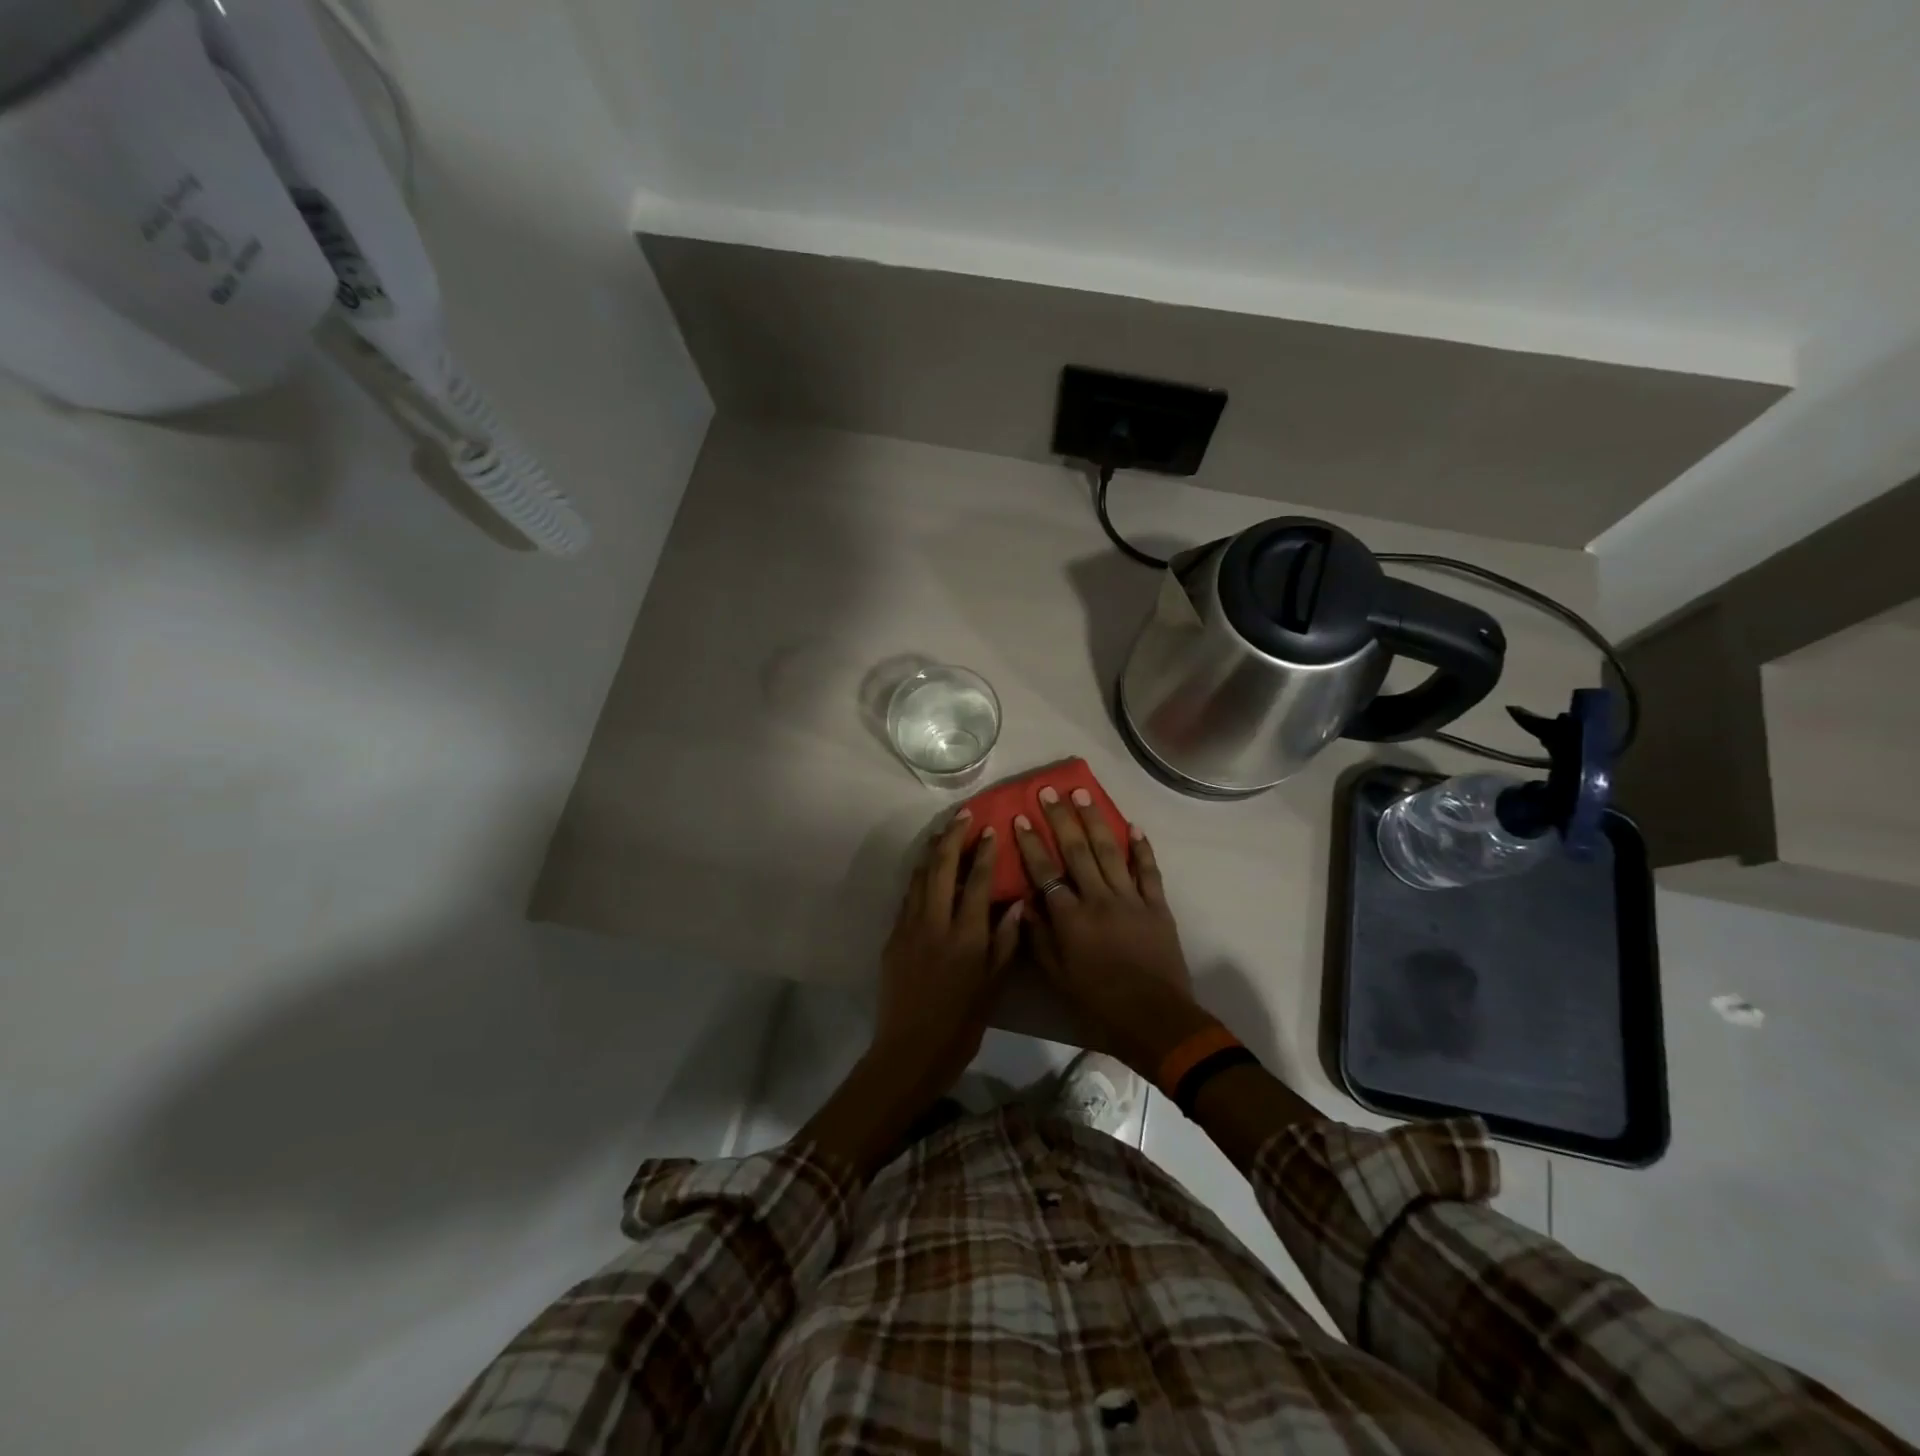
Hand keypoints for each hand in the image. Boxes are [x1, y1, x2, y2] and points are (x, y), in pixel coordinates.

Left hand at [873, 810, 1023, 1098]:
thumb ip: (1005, 943)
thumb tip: (1017, 904)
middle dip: (952, 837)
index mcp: (965, 937)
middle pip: (941, 868)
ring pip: (920, 877)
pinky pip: (908, 896)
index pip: (976, 882)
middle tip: (962, 815)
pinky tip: (926, 871)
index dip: (984, 853)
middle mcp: (935, 924)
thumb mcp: (993, 987)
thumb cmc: (961, 1024)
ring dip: (932, 851)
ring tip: (943, 832)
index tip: (989, 829)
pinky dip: (919, 877)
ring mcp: (909, 928)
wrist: (909, 1051)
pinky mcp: (893, 937)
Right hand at [1013, 786, 1211, 1074]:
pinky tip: (1133, 826)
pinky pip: (1148, 871)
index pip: (1045, 872)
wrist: (1155, 1019)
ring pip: (1110, 851)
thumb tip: (1025, 903)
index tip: (1019, 817)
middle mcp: (1099, 899)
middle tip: (1049, 790)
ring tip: (1083, 794)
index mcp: (1071, 918)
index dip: (1031, 843)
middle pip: (1077, 850)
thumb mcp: (1057, 978)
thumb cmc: (1099, 1003)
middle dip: (1060, 818)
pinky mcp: (1157, 906)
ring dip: (1096, 820)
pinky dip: (1141, 848)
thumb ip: (1039, 938)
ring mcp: (1131, 899)